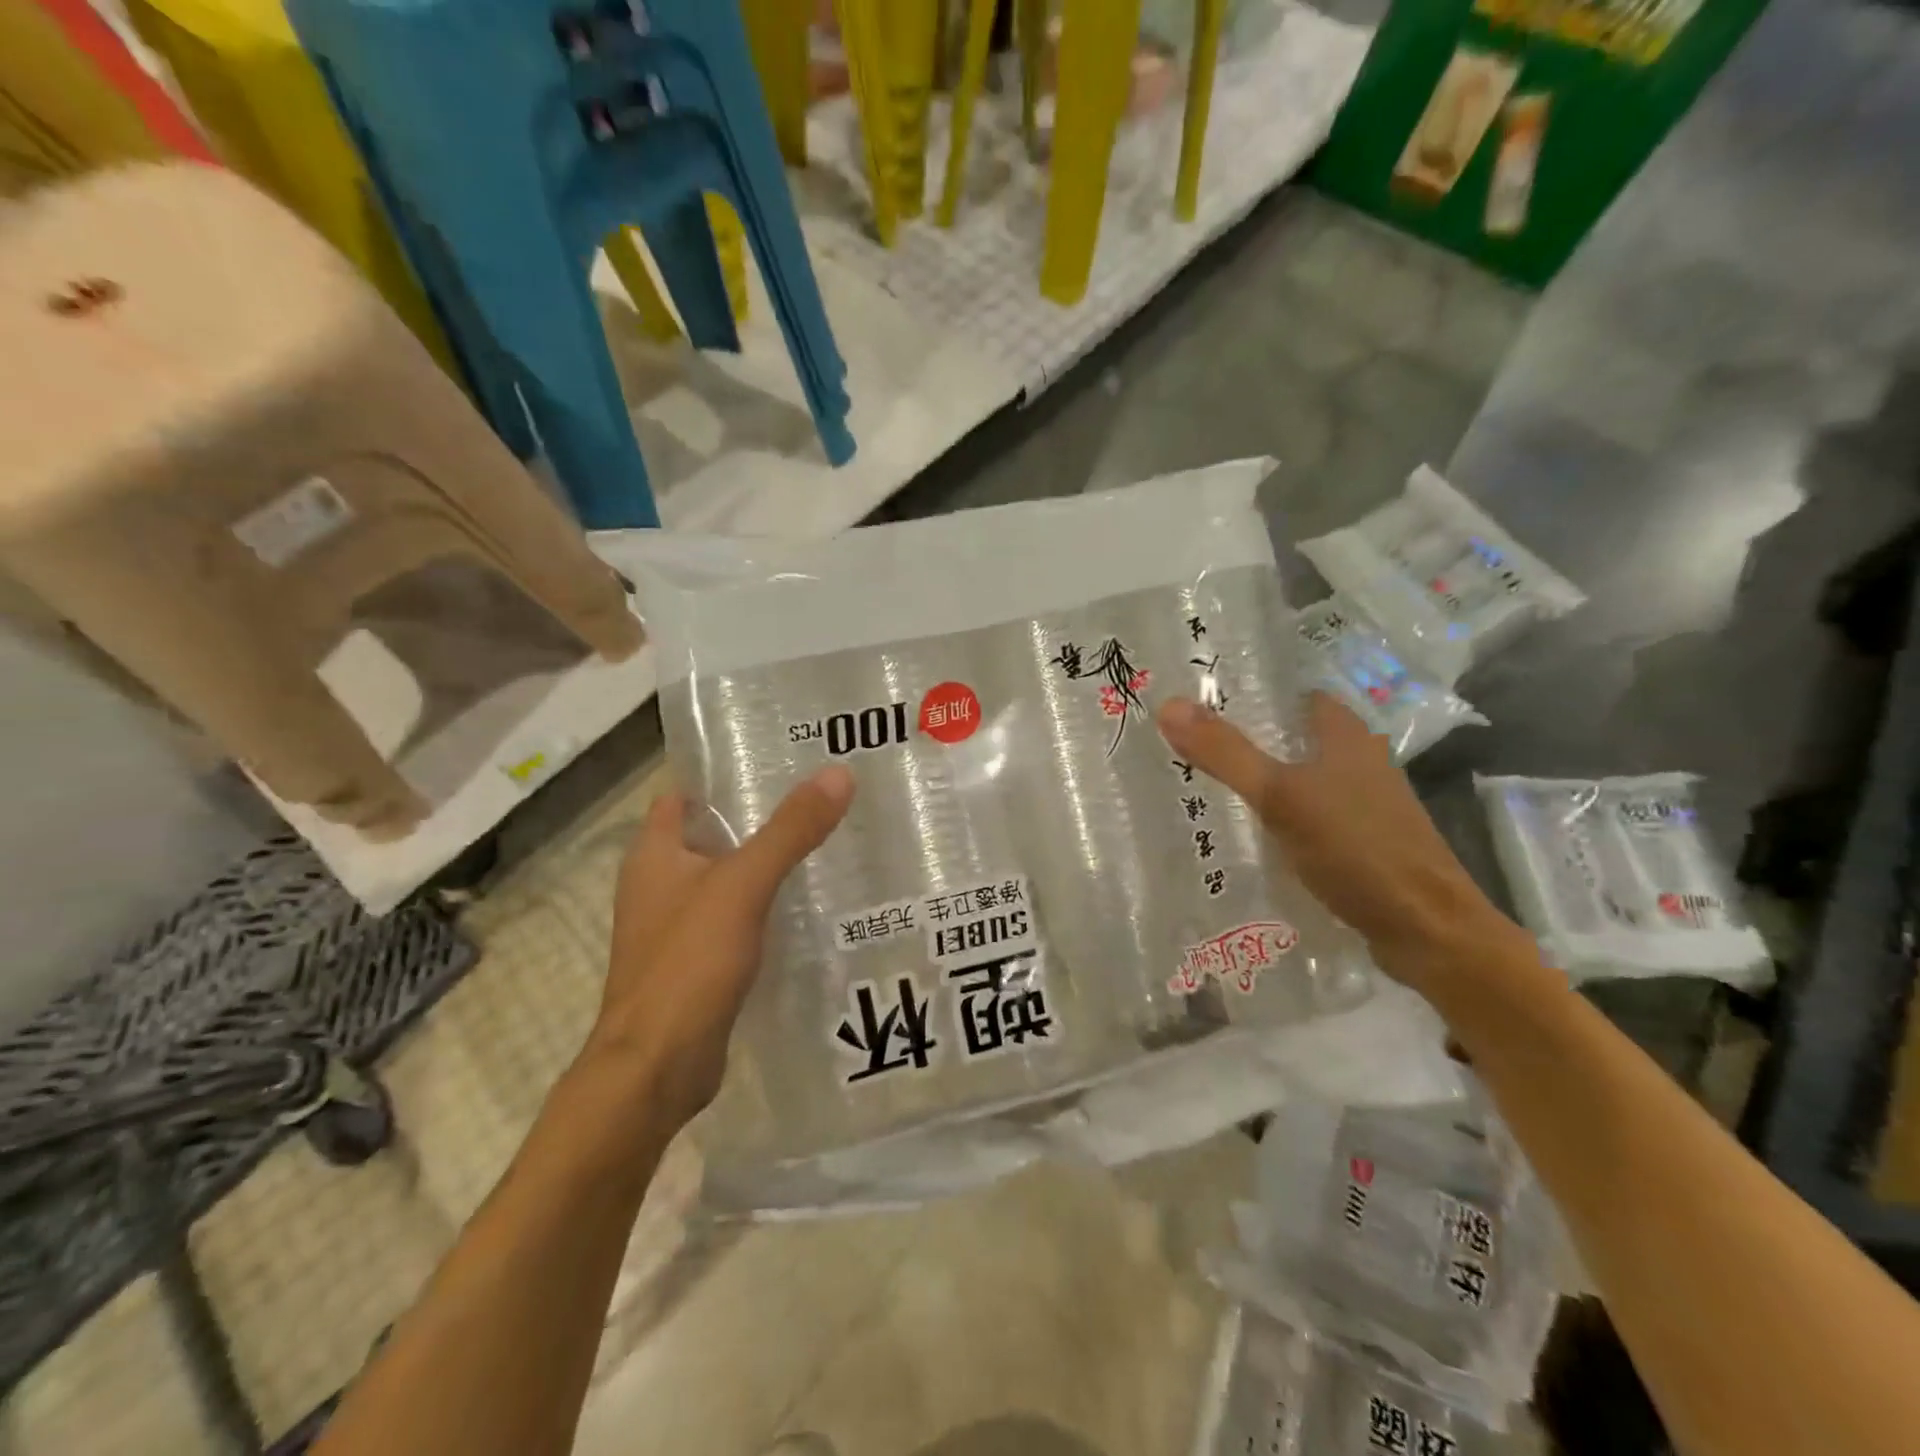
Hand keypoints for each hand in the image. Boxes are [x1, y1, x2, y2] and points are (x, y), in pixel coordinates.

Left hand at [585, 765, 855, 1130]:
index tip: (780, 757)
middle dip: (759, 815)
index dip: (725, 772)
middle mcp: (659, 882)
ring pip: (726, 876)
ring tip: (825, 841)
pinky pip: (735, 916)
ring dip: (765, 861)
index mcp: (654, 853)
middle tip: (819, 797)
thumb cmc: (688, 963)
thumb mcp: (743, 885)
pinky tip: (807, 904)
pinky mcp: (697, 960)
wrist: (657, 1067)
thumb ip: (790, 830)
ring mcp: (676, 924)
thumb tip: (839, 774)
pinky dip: (764, 904)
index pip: (686, 792)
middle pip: (712, 832)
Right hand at [1158, 692, 1517, 992]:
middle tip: (1193, 745)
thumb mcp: (1281, 797)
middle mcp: (1361, 763)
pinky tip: (1250, 836)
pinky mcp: (1362, 845)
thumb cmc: (1357, 848)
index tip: (1205, 700)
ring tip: (1208, 787)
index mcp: (1348, 737)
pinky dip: (1281, 819)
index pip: (1299, 697)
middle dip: (1251, 739)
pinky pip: (1310, 818)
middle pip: (1298, 738)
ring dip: (1266, 781)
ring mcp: (1365, 806)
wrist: (1427, 930)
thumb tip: (1168, 704)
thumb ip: (1226, 753)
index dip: (1257, 692)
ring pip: (1304, 779)